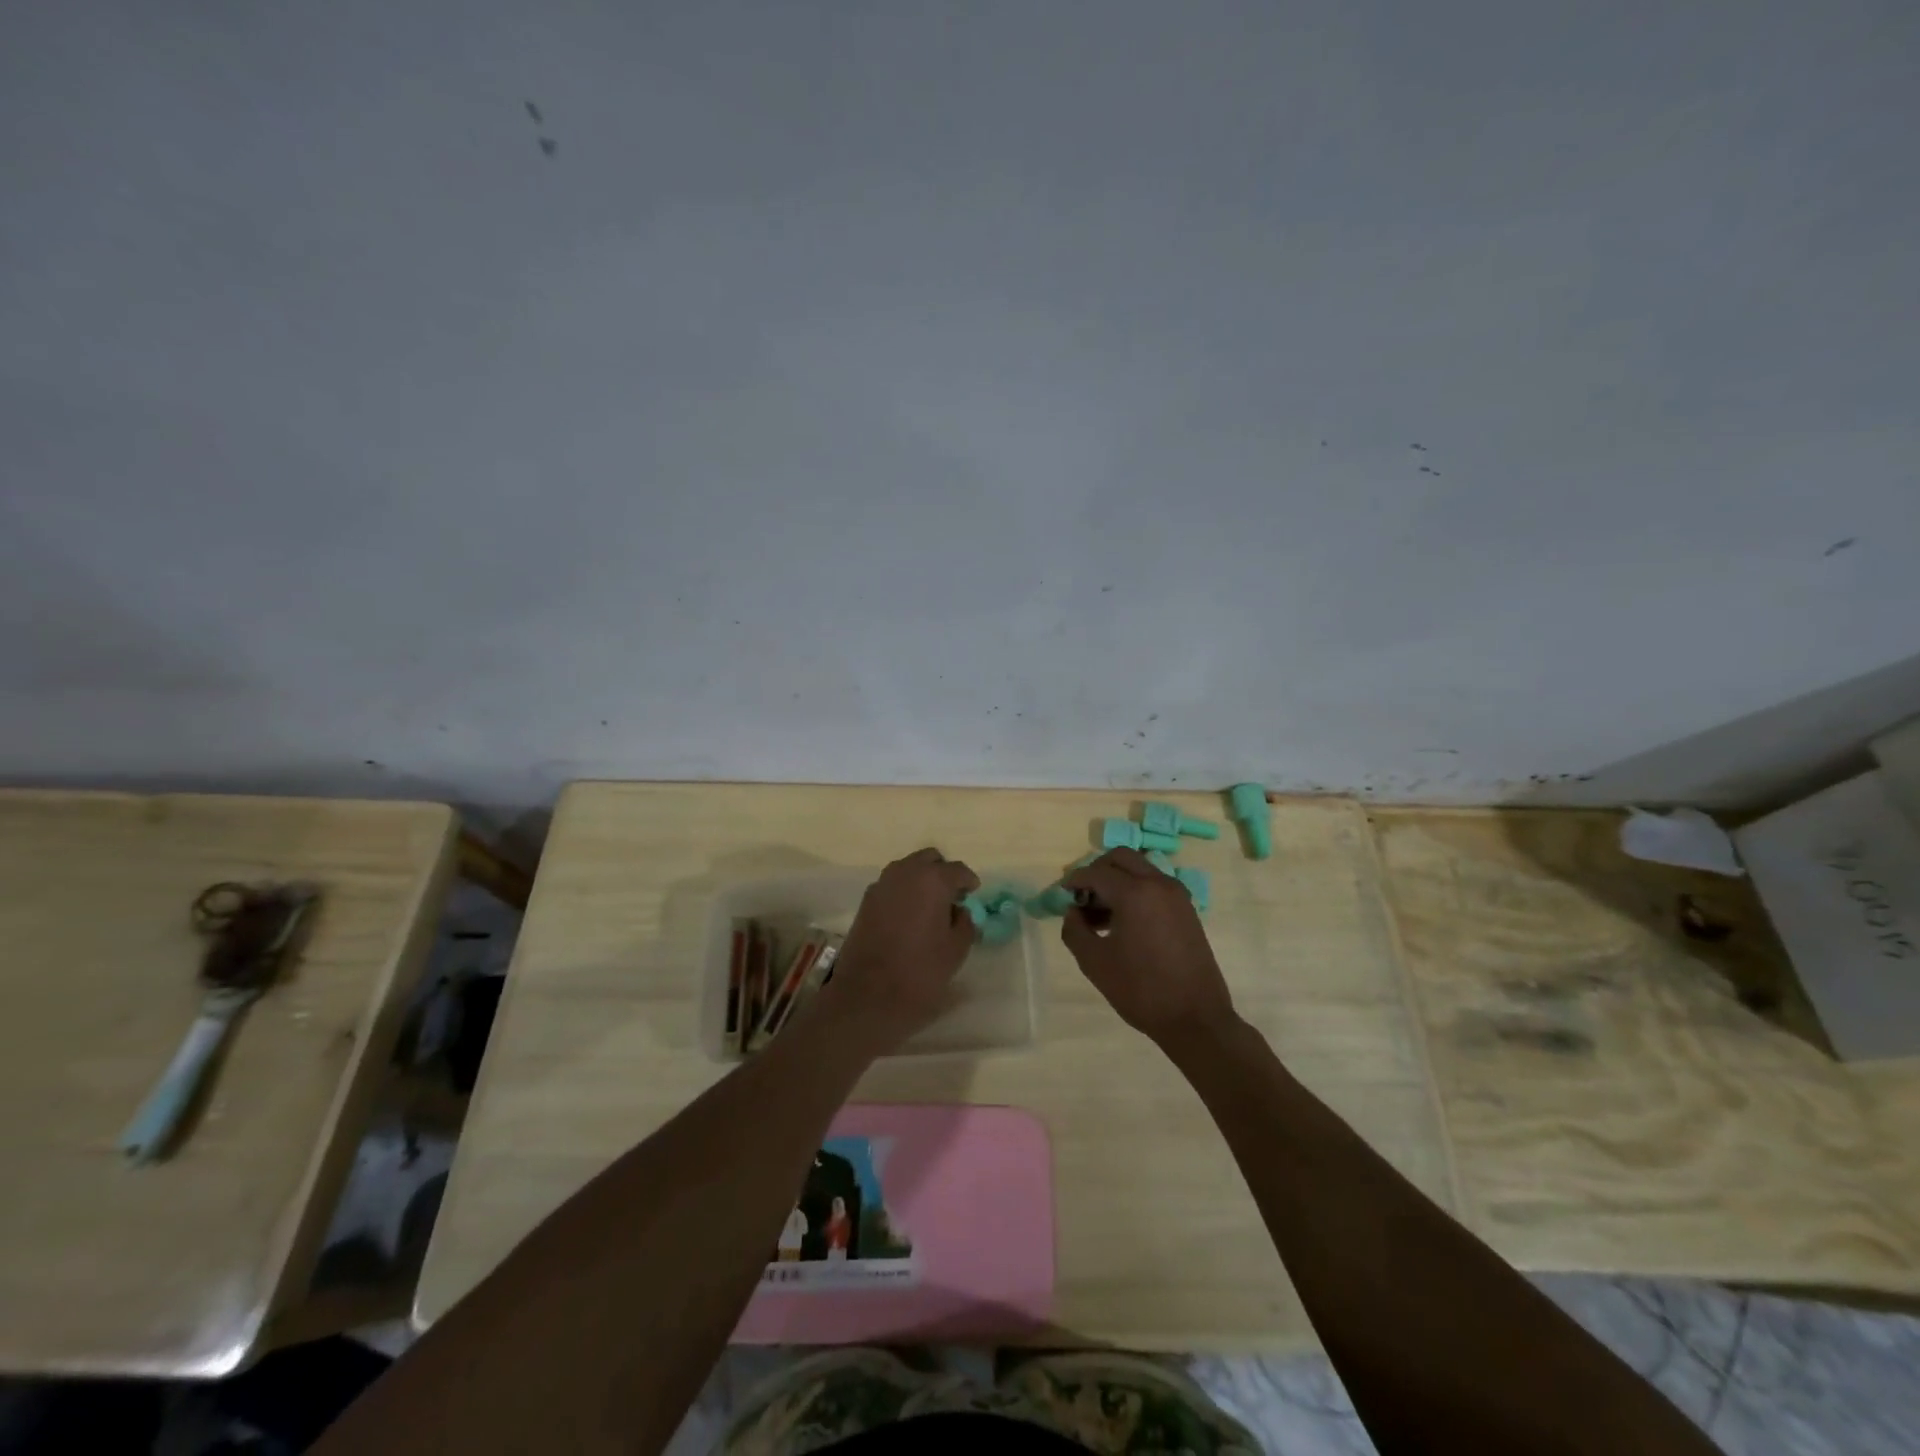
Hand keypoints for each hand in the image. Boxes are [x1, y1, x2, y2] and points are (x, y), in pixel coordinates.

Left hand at [814, 848, 979, 1053]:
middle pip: (929, 859)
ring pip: (907, 869)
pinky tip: (909, 916)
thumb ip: (964, 923)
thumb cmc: (920, 972)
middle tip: (951, 897)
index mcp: (932, 880)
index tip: (973, 893)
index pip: (957, 870)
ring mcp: (881, 885)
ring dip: (921, 880)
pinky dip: (904, 892)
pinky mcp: (865, 901)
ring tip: (930, 907)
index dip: (968, 881)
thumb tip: (958, 911)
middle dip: (942, 873)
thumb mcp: (956, 950)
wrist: (867, 996)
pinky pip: (891, 885)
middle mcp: (905, 873)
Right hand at [1063, 848, 1238, 1049]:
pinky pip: (1155, 886)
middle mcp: (1158, 884)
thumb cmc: (1140, 990)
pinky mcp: (1187, 911)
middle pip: (1122, 858)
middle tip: (1083, 896)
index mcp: (1135, 893)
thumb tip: (1072, 913)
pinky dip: (1136, 891)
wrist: (1195, 1019)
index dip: (1074, 880)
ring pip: (1140, 870)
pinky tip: (1124, 922)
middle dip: (1098, 870)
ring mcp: (1177, 896)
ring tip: (1100, 914)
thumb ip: (1075, 930)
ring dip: (1118, 880)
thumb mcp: (1095, 962)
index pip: (1096, 872)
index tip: (1061, 893)